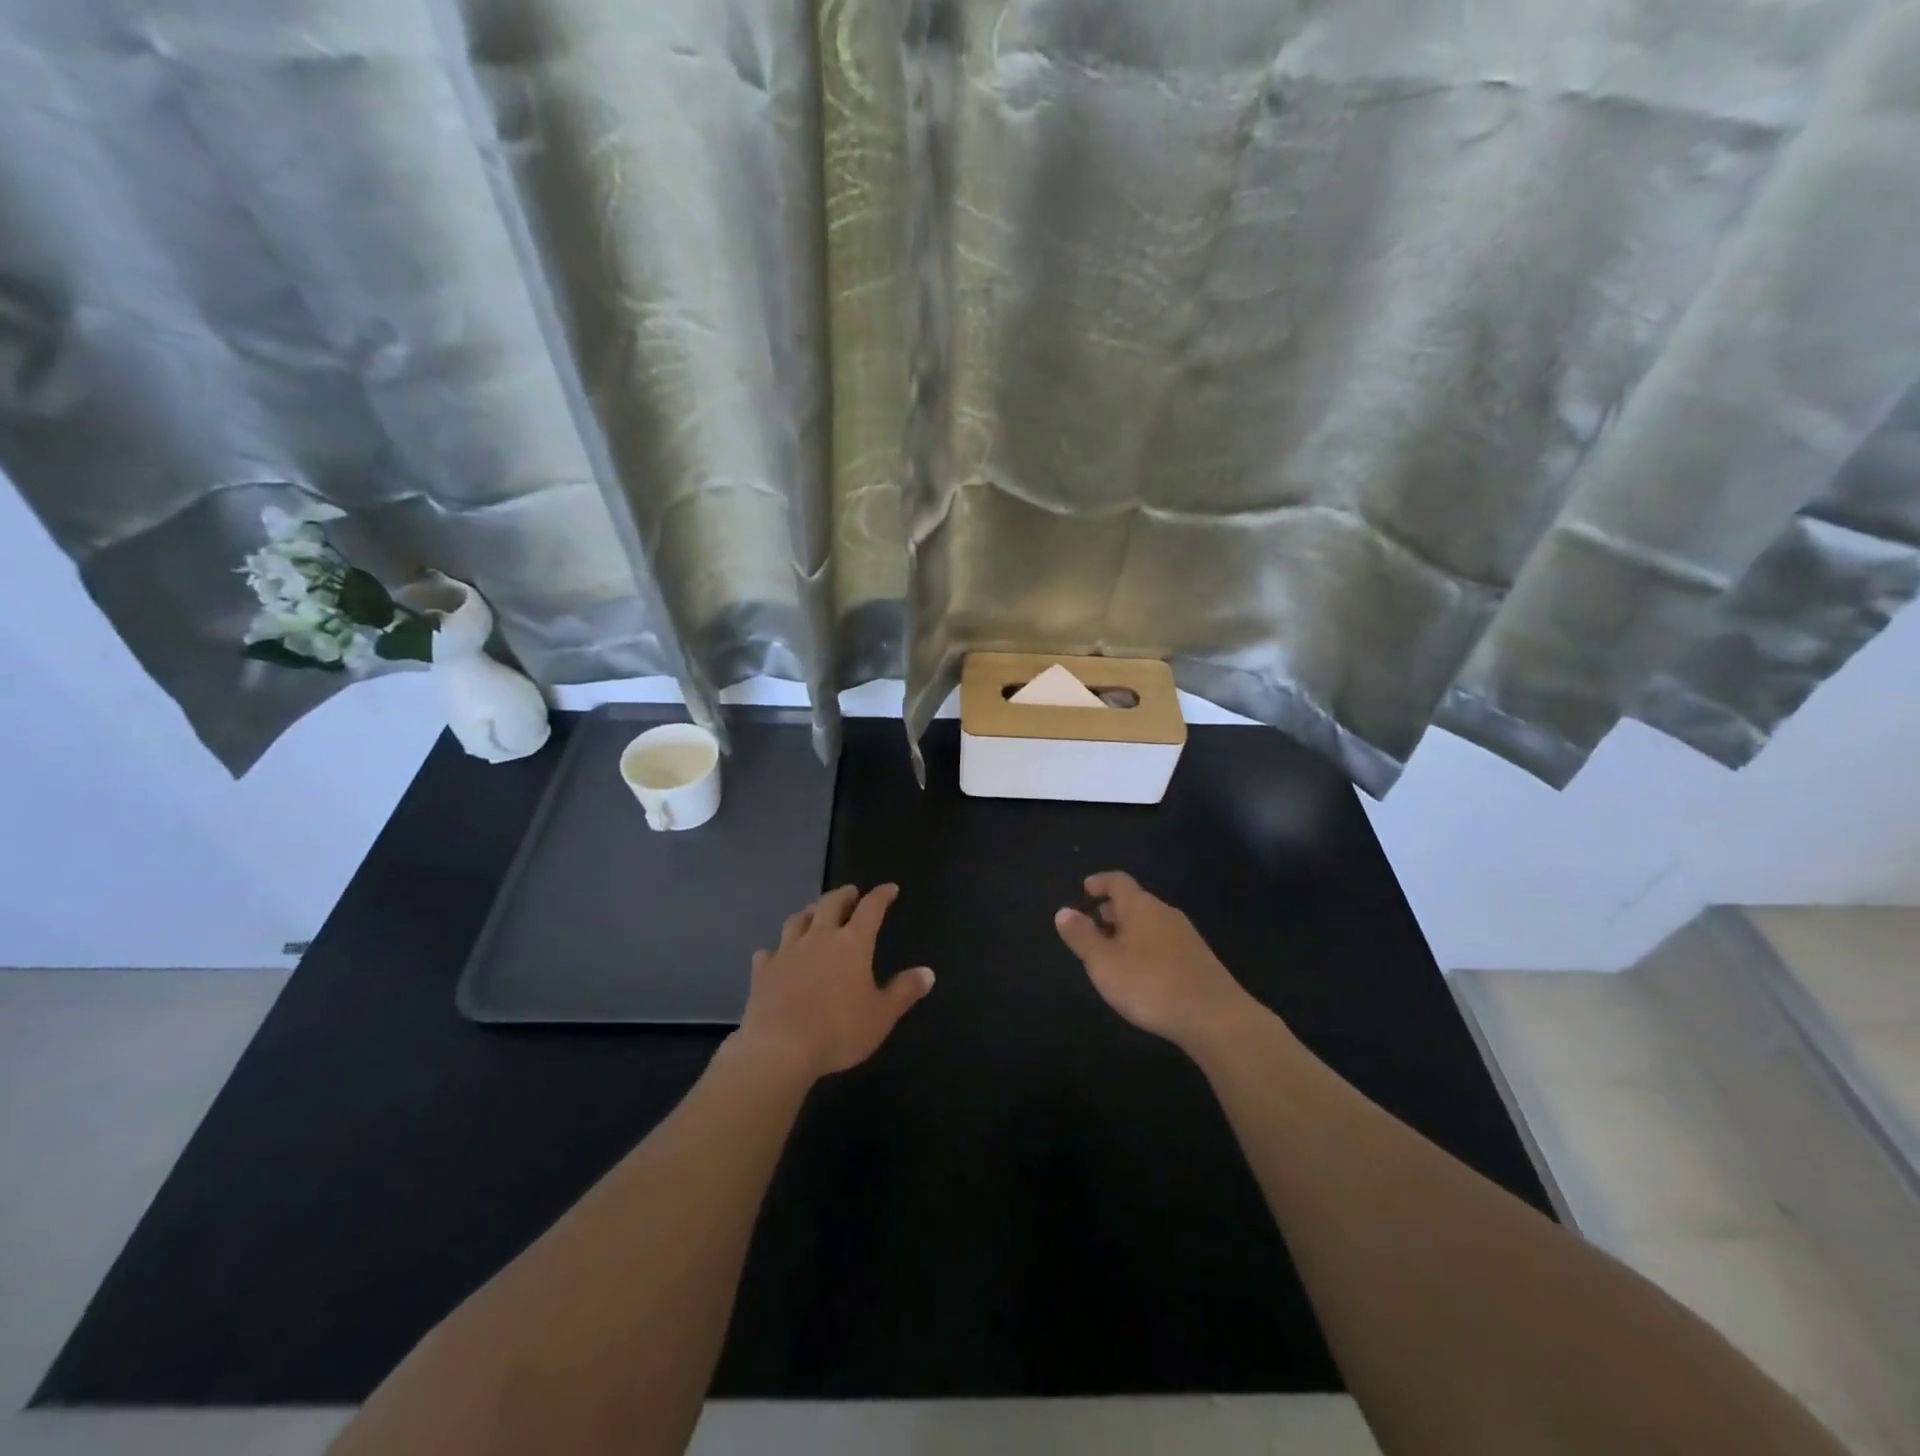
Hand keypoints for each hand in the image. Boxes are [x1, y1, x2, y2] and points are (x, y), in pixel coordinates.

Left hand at [735, 884, 934, 1081]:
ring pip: (797, 919)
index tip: (890, 888)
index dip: (881, 895)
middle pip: (830, 903)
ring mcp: (787, 951)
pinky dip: (776, 948)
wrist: (779, 1048)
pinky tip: (776, 954)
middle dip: (843, 895)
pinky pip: (769, 951)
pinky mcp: (763, 970)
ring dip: (809, 912)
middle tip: (850, 892)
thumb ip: (904, 991)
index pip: (871, 908)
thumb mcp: (882, 1015)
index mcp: (852, 943)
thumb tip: (928, 972)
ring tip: (814, 913)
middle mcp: (819, 937)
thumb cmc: (839, 1030)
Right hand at [1054, 871, 1254, 1053]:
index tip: (1086, 888)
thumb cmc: (1149, 984)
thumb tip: (1063, 911)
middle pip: (1135, 902)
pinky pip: (1164, 943)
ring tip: (1112, 953)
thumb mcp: (1103, 962)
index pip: (1118, 882)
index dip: (1100, 882)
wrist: (1215, 1017)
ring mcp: (1186, 936)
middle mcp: (1165, 913)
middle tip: (1093, 924)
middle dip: (1112, 910)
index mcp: (1140, 906)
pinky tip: (1141, 973)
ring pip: (1150, 924)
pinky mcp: (1199, 960)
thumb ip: (1081, 936)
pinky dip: (1146, 948)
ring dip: (1129, 931)